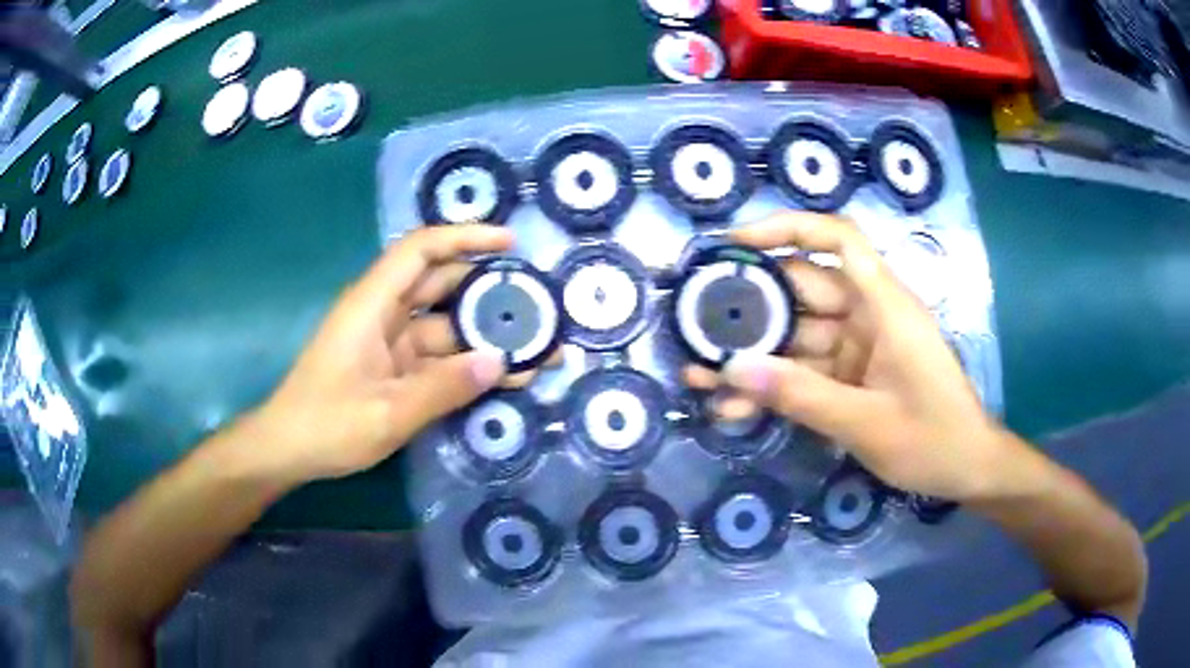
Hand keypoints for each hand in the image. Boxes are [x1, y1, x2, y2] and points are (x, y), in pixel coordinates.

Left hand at [249, 224, 518, 484]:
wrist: (288, 451)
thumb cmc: (326, 425)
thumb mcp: (387, 414)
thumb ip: (443, 388)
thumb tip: (500, 362)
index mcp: (372, 305)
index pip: (421, 250)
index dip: (465, 237)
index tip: (509, 245)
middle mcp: (384, 314)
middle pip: (442, 285)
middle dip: (489, 291)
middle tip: (539, 307)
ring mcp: (390, 343)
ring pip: (446, 326)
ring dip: (486, 336)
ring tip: (537, 351)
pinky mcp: (395, 369)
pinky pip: (439, 358)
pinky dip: (469, 365)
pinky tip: (506, 377)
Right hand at [684, 213, 1013, 500]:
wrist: (967, 469)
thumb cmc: (933, 439)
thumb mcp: (866, 423)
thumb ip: (800, 395)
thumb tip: (732, 370)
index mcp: (885, 305)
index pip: (838, 238)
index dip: (787, 228)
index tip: (736, 244)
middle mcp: (869, 315)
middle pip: (803, 290)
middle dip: (751, 309)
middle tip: (695, 327)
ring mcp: (859, 347)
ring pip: (797, 338)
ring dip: (755, 359)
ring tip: (699, 377)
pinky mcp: (852, 376)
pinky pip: (806, 372)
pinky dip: (776, 388)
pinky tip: (734, 408)